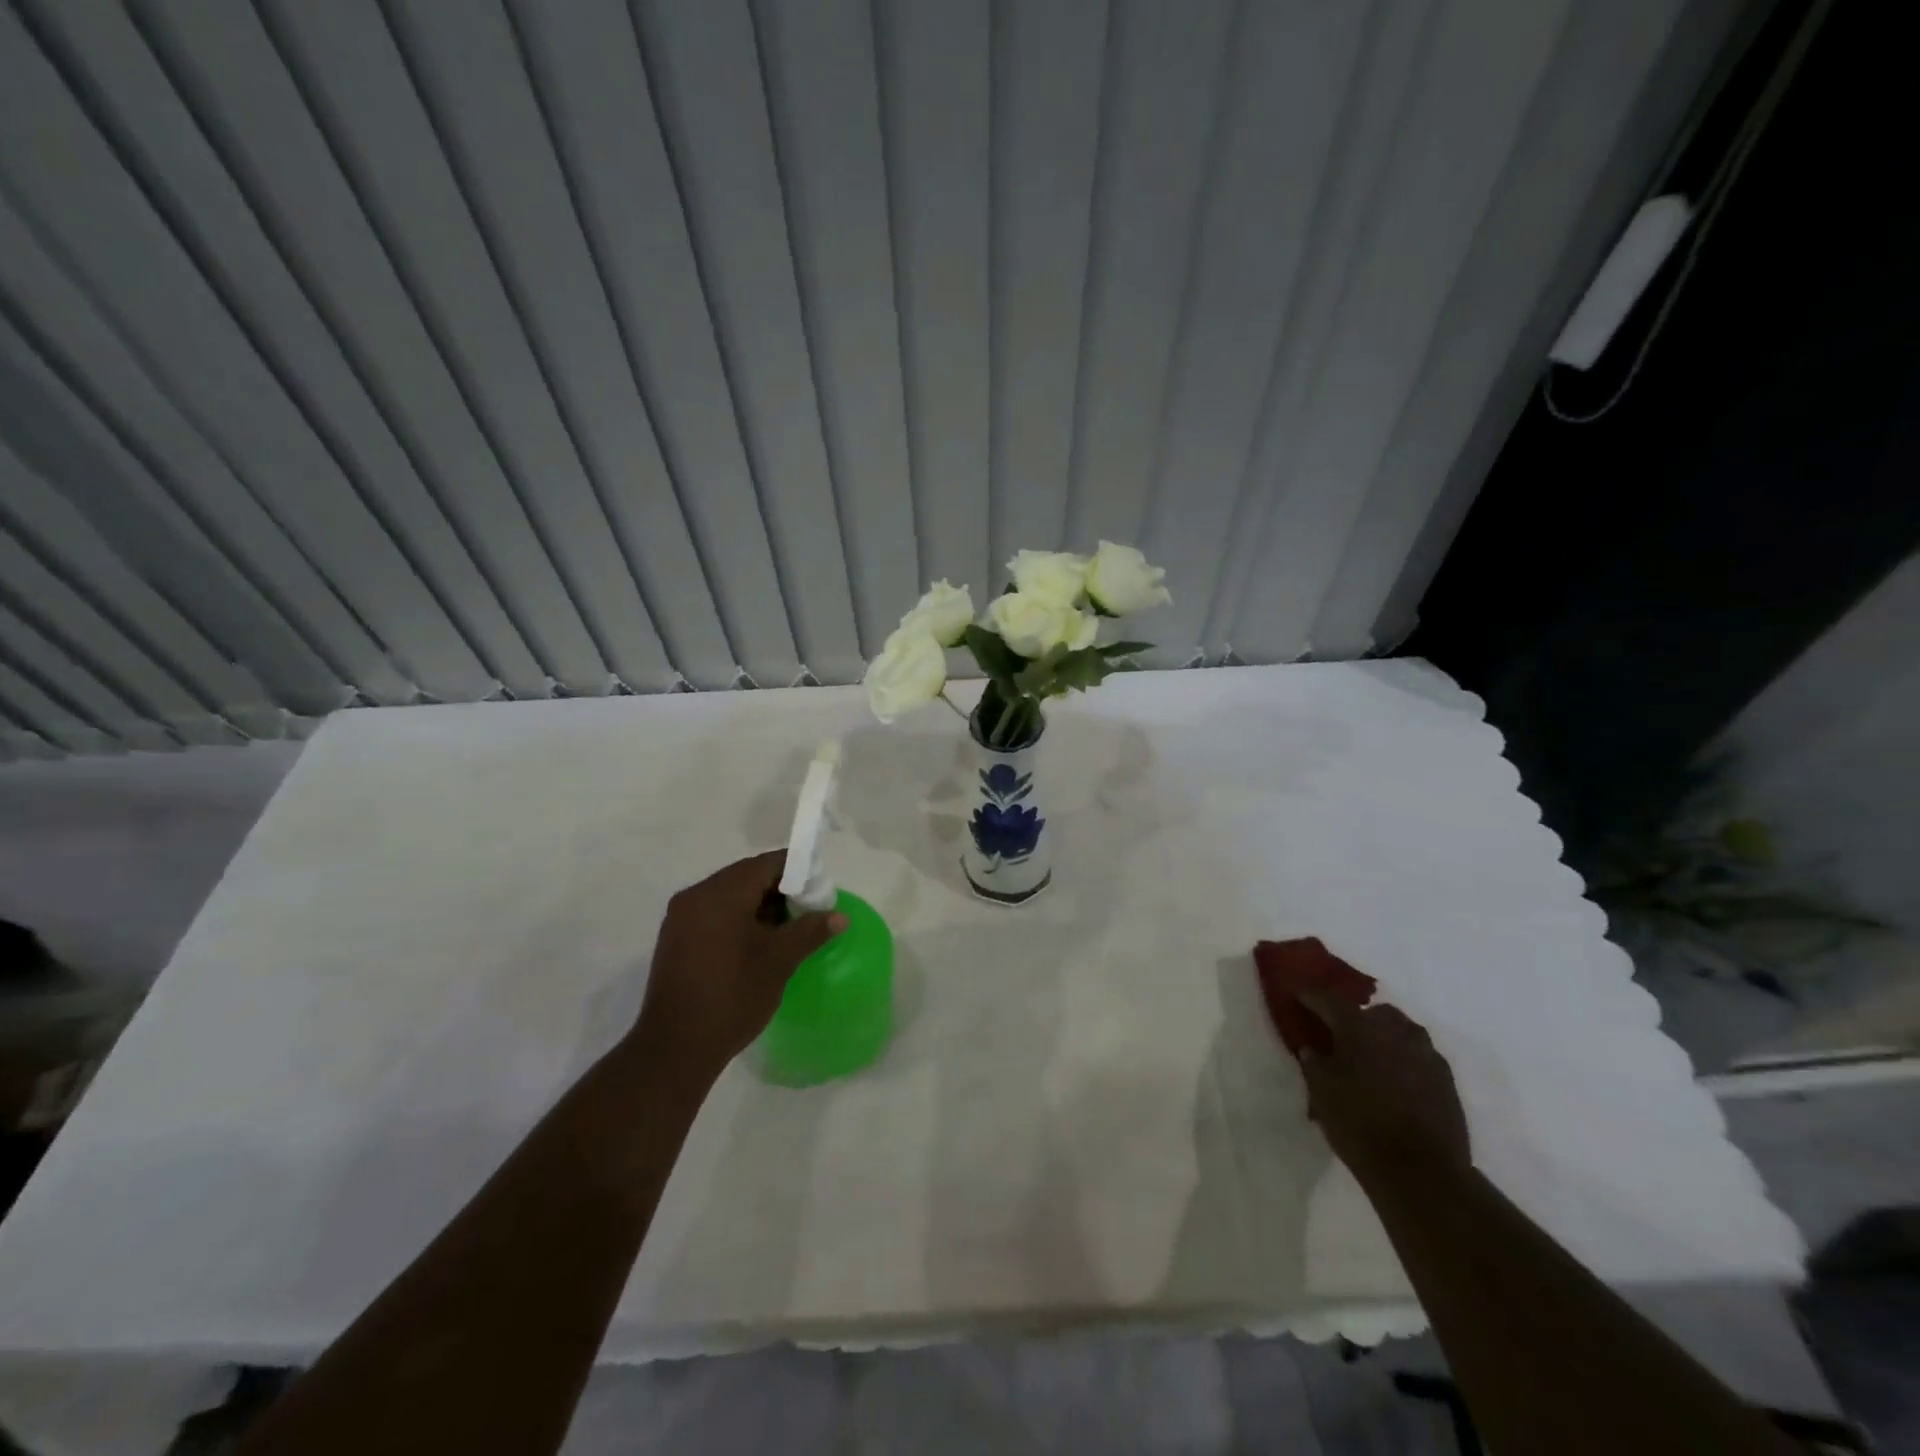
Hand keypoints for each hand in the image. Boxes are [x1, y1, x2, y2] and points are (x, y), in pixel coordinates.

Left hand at [629, 851, 846, 1080]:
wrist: (675, 1048)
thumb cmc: (733, 996)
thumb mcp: (779, 961)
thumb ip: (810, 931)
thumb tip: (840, 916)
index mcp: (721, 893)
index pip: (767, 864)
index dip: (798, 871)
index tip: (820, 890)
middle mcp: (696, 895)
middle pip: (746, 876)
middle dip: (780, 889)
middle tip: (807, 911)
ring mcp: (681, 917)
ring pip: (729, 895)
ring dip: (759, 905)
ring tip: (786, 929)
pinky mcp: (675, 939)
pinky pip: (713, 913)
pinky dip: (738, 918)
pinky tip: (757, 943)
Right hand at [1293, 994, 1470, 1188]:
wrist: (1421, 1170)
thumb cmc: (1359, 1123)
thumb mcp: (1320, 1091)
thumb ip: (1314, 1062)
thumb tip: (1312, 1048)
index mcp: (1358, 1026)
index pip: (1328, 999)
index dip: (1310, 997)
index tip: (1298, 998)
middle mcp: (1394, 1029)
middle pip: (1371, 1012)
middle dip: (1355, 1019)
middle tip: (1340, 1037)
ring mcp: (1425, 1051)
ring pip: (1400, 1031)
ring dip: (1383, 1038)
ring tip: (1370, 1059)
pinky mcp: (1446, 1077)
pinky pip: (1418, 1055)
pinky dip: (1404, 1059)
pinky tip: (1395, 1080)